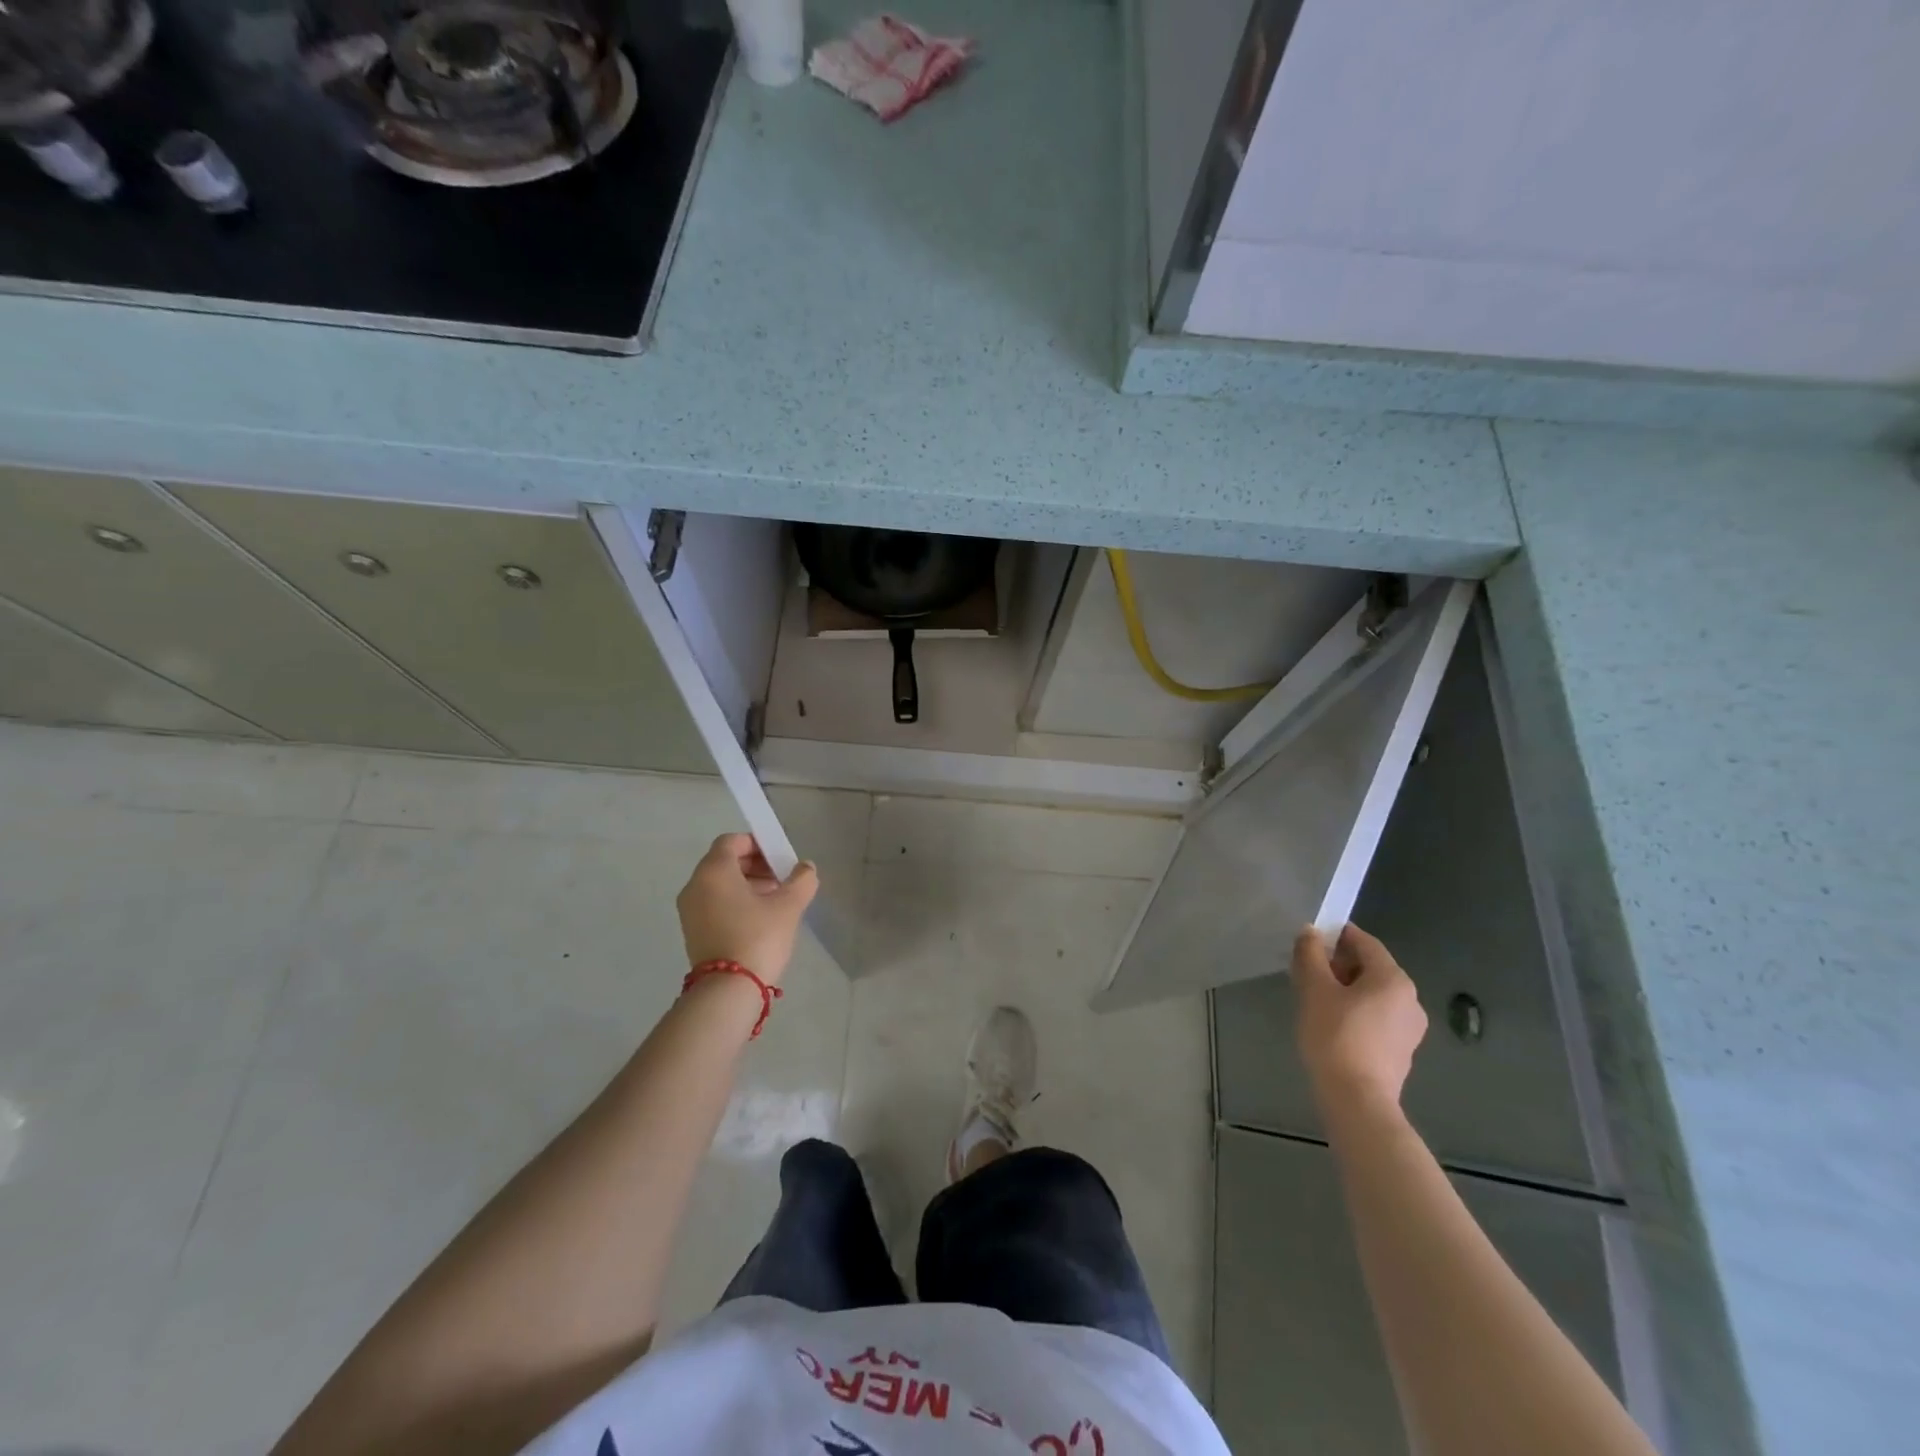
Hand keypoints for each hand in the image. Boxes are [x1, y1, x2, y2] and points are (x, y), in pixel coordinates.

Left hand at [676, 834, 818, 984]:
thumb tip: (806, 868)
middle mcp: (695, 886)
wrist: (728, 991)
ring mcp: (690, 910)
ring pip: (720, 884)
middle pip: (725, 862)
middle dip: (755, 865)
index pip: (732, 841)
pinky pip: (714, 903)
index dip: (757, 843)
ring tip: (776, 900)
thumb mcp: (788, 906)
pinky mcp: (693, 931)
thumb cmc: (758, 938)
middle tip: (782, 878)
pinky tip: (760, 918)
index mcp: (714, 871)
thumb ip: (801, 880)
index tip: (780, 857)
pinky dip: (735, 902)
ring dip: (747, 884)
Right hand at [1292, 923, 1427, 1110]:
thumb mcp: (1314, 988)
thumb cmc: (1335, 1035)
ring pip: (1374, 994)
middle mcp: (1410, 999)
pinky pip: (1378, 1017)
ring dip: (1346, 989)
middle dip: (1339, 964)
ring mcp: (1410, 1028)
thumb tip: (1310, 932)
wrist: (1357, 1100)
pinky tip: (1333, 1025)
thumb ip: (1310, 954)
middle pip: (1371, 967)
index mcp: (1394, 979)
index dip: (1336, 936)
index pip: (1365, 942)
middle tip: (1307, 973)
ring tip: (1316, 1000)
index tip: (1309, 943)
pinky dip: (1356, 1011)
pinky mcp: (1402, 1051)